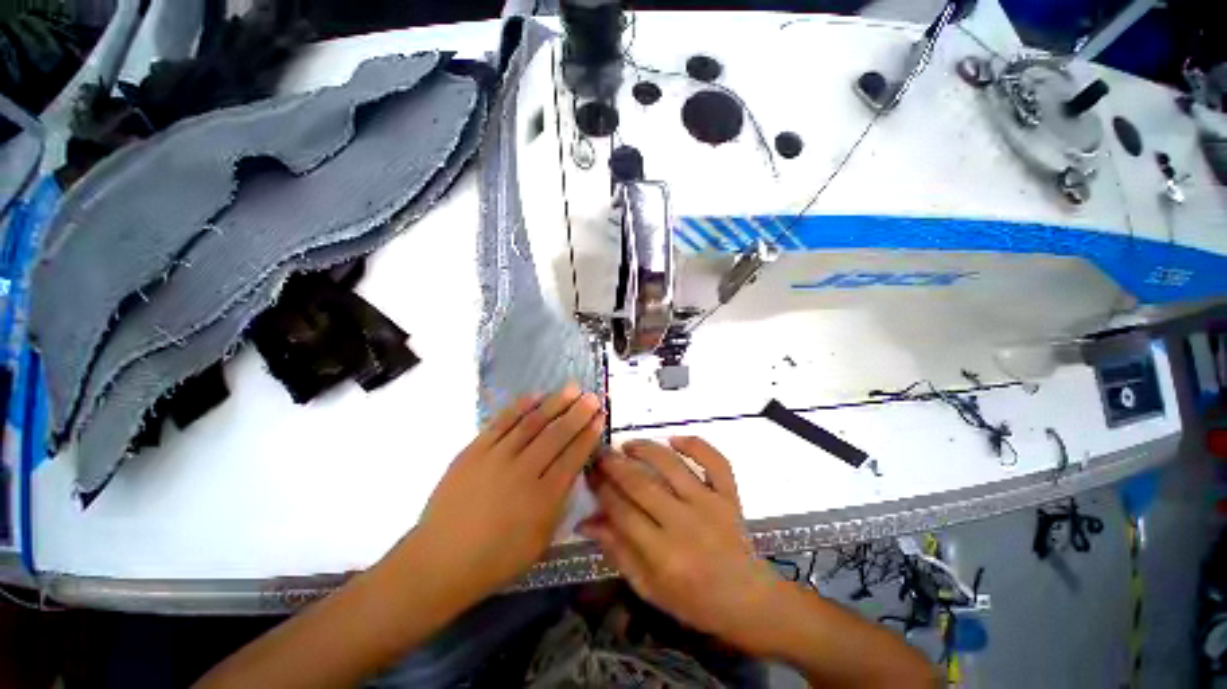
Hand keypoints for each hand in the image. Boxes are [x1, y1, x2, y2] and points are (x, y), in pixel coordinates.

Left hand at [409, 384, 604, 599]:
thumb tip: (572, 469)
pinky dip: (520, 406)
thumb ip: (559, 502)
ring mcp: (496, 458)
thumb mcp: (540, 540)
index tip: (600, 417)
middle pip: (556, 435)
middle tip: (592, 396)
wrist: (439, 561)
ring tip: (572, 388)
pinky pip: (501, 422)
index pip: (573, 457)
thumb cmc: (495, 559)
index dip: (588, 435)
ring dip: (555, 403)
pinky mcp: (474, 451)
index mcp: (543, 499)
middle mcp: (523, 472)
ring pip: (532, 423)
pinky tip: (536, 395)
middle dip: (578, 413)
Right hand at [580, 437, 780, 652]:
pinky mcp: (729, 495)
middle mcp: (685, 523)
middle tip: (601, 454)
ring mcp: (710, 504)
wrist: (747, 600)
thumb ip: (617, 552)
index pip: (622, 513)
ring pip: (672, 465)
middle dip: (616, 466)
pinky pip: (714, 461)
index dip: (602, 490)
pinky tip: (675, 439)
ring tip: (628, 444)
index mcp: (663, 555)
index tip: (590, 475)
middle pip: (642, 485)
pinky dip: (696, 445)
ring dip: (646, 449)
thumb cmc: (693, 601)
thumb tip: (586, 521)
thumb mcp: (648, 587)